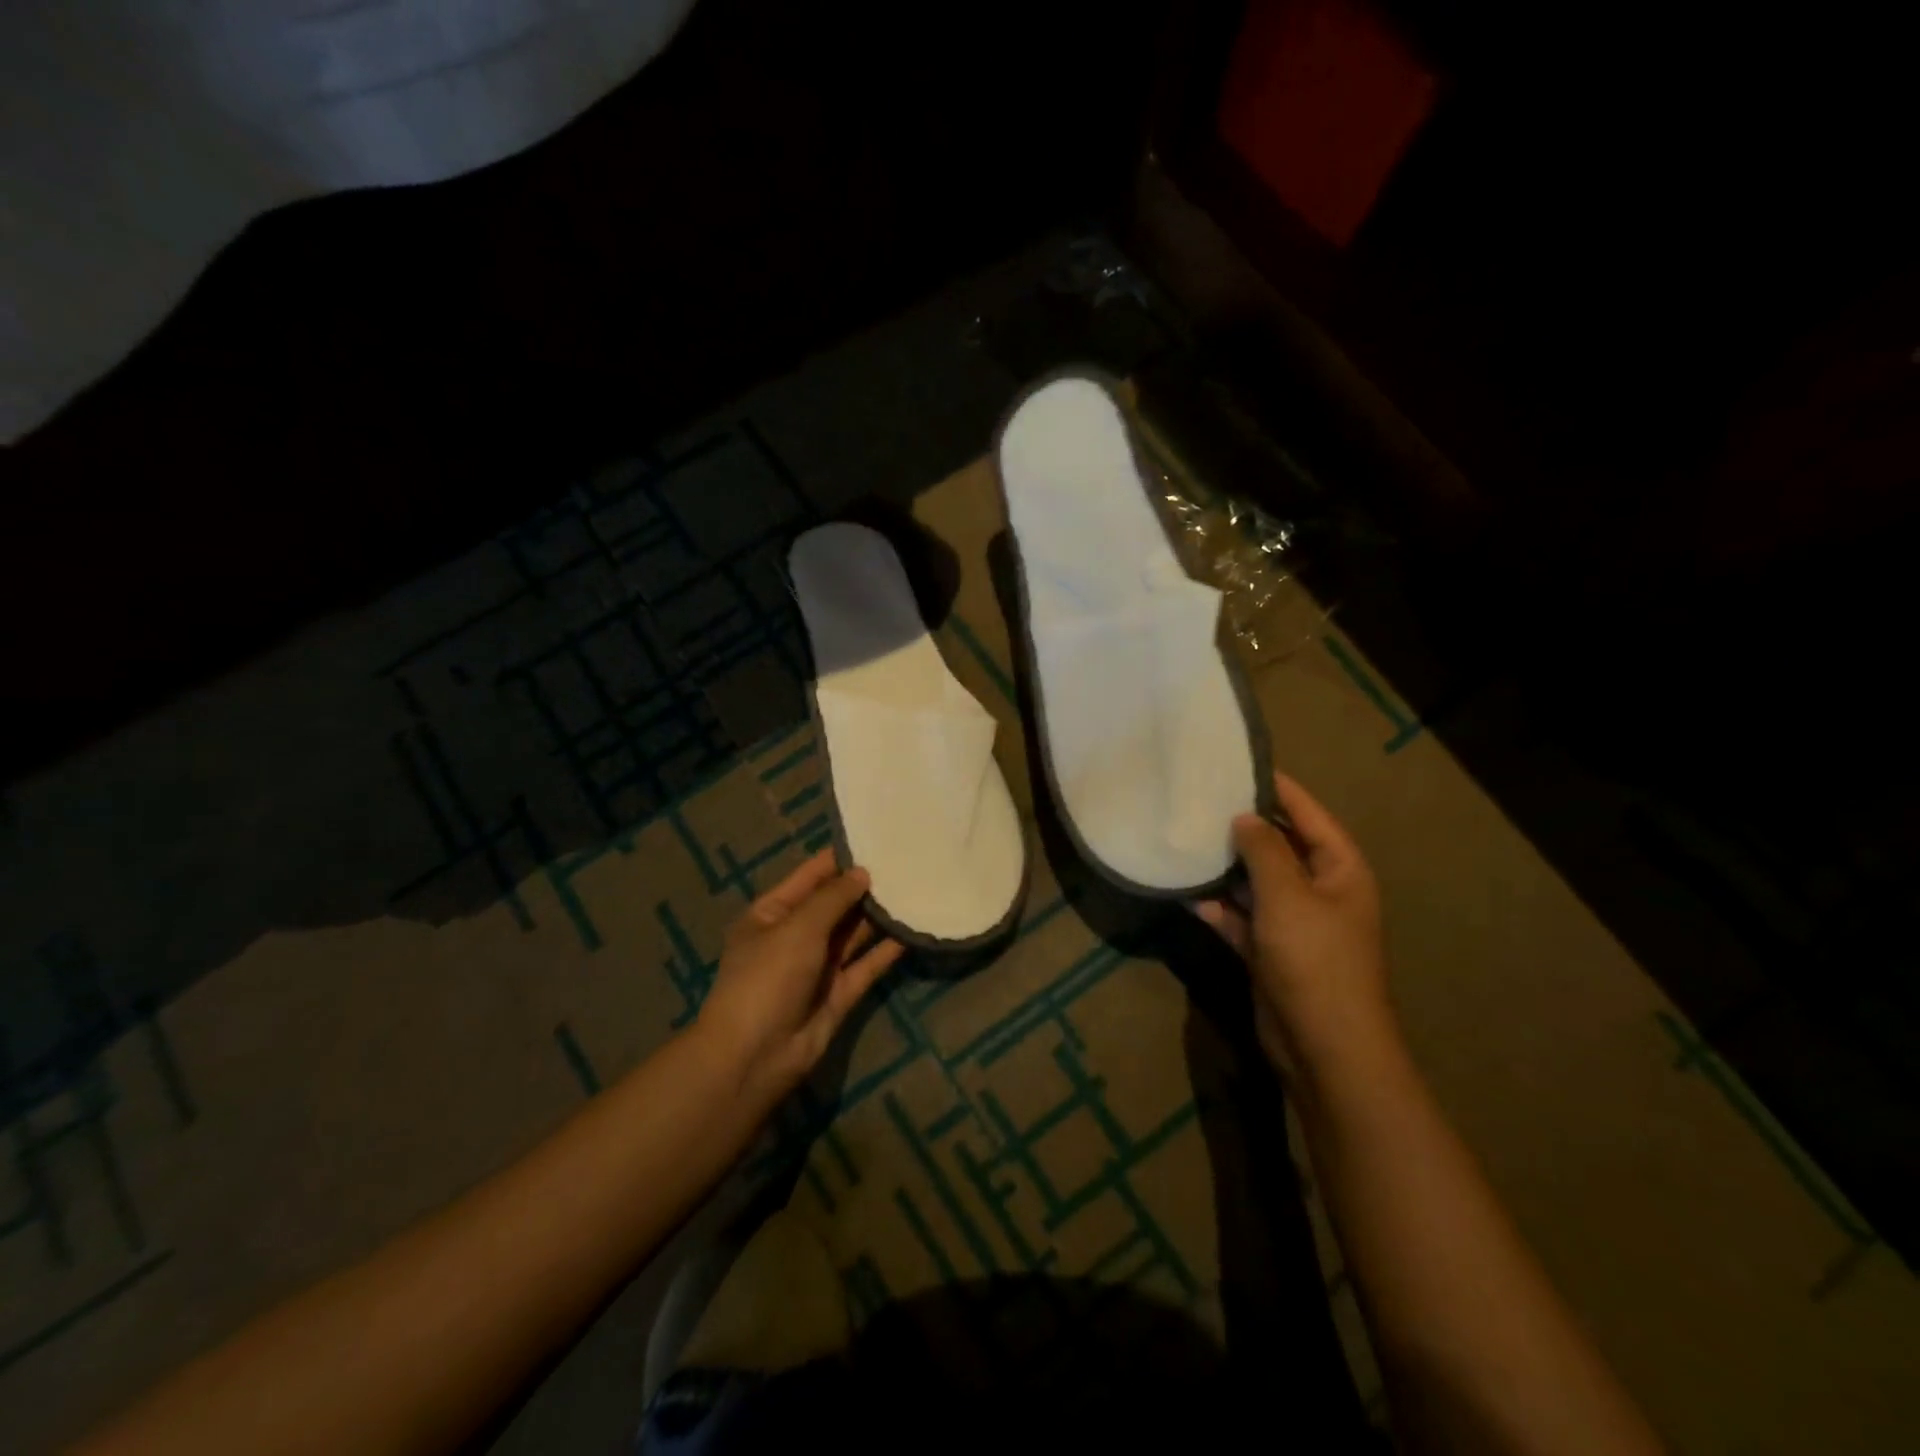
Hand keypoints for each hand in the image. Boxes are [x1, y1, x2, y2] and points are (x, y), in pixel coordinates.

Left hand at [695, 849, 904, 1106]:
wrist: (755, 1057)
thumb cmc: (767, 977)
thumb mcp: (797, 927)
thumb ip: (833, 898)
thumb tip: (863, 873)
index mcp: (773, 913)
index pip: (811, 875)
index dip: (841, 858)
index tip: (878, 838)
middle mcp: (795, 935)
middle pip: (835, 903)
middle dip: (866, 885)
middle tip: (908, 862)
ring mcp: (818, 966)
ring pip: (853, 933)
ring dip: (879, 915)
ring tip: (916, 889)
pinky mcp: (839, 993)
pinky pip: (866, 964)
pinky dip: (886, 950)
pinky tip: (912, 930)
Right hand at [1197, 774, 1397, 1070]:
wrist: (1324, 1047)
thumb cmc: (1315, 959)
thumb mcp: (1288, 894)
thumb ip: (1263, 848)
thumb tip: (1244, 816)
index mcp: (1339, 868)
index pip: (1306, 812)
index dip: (1275, 786)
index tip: (1235, 763)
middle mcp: (1320, 889)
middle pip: (1277, 845)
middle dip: (1241, 826)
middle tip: (1196, 800)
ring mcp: (1294, 922)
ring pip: (1254, 881)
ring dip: (1223, 868)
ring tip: (1183, 840)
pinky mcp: (1270, 950)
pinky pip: (1240, 917)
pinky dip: (1217, 908)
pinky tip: (1183, 895)